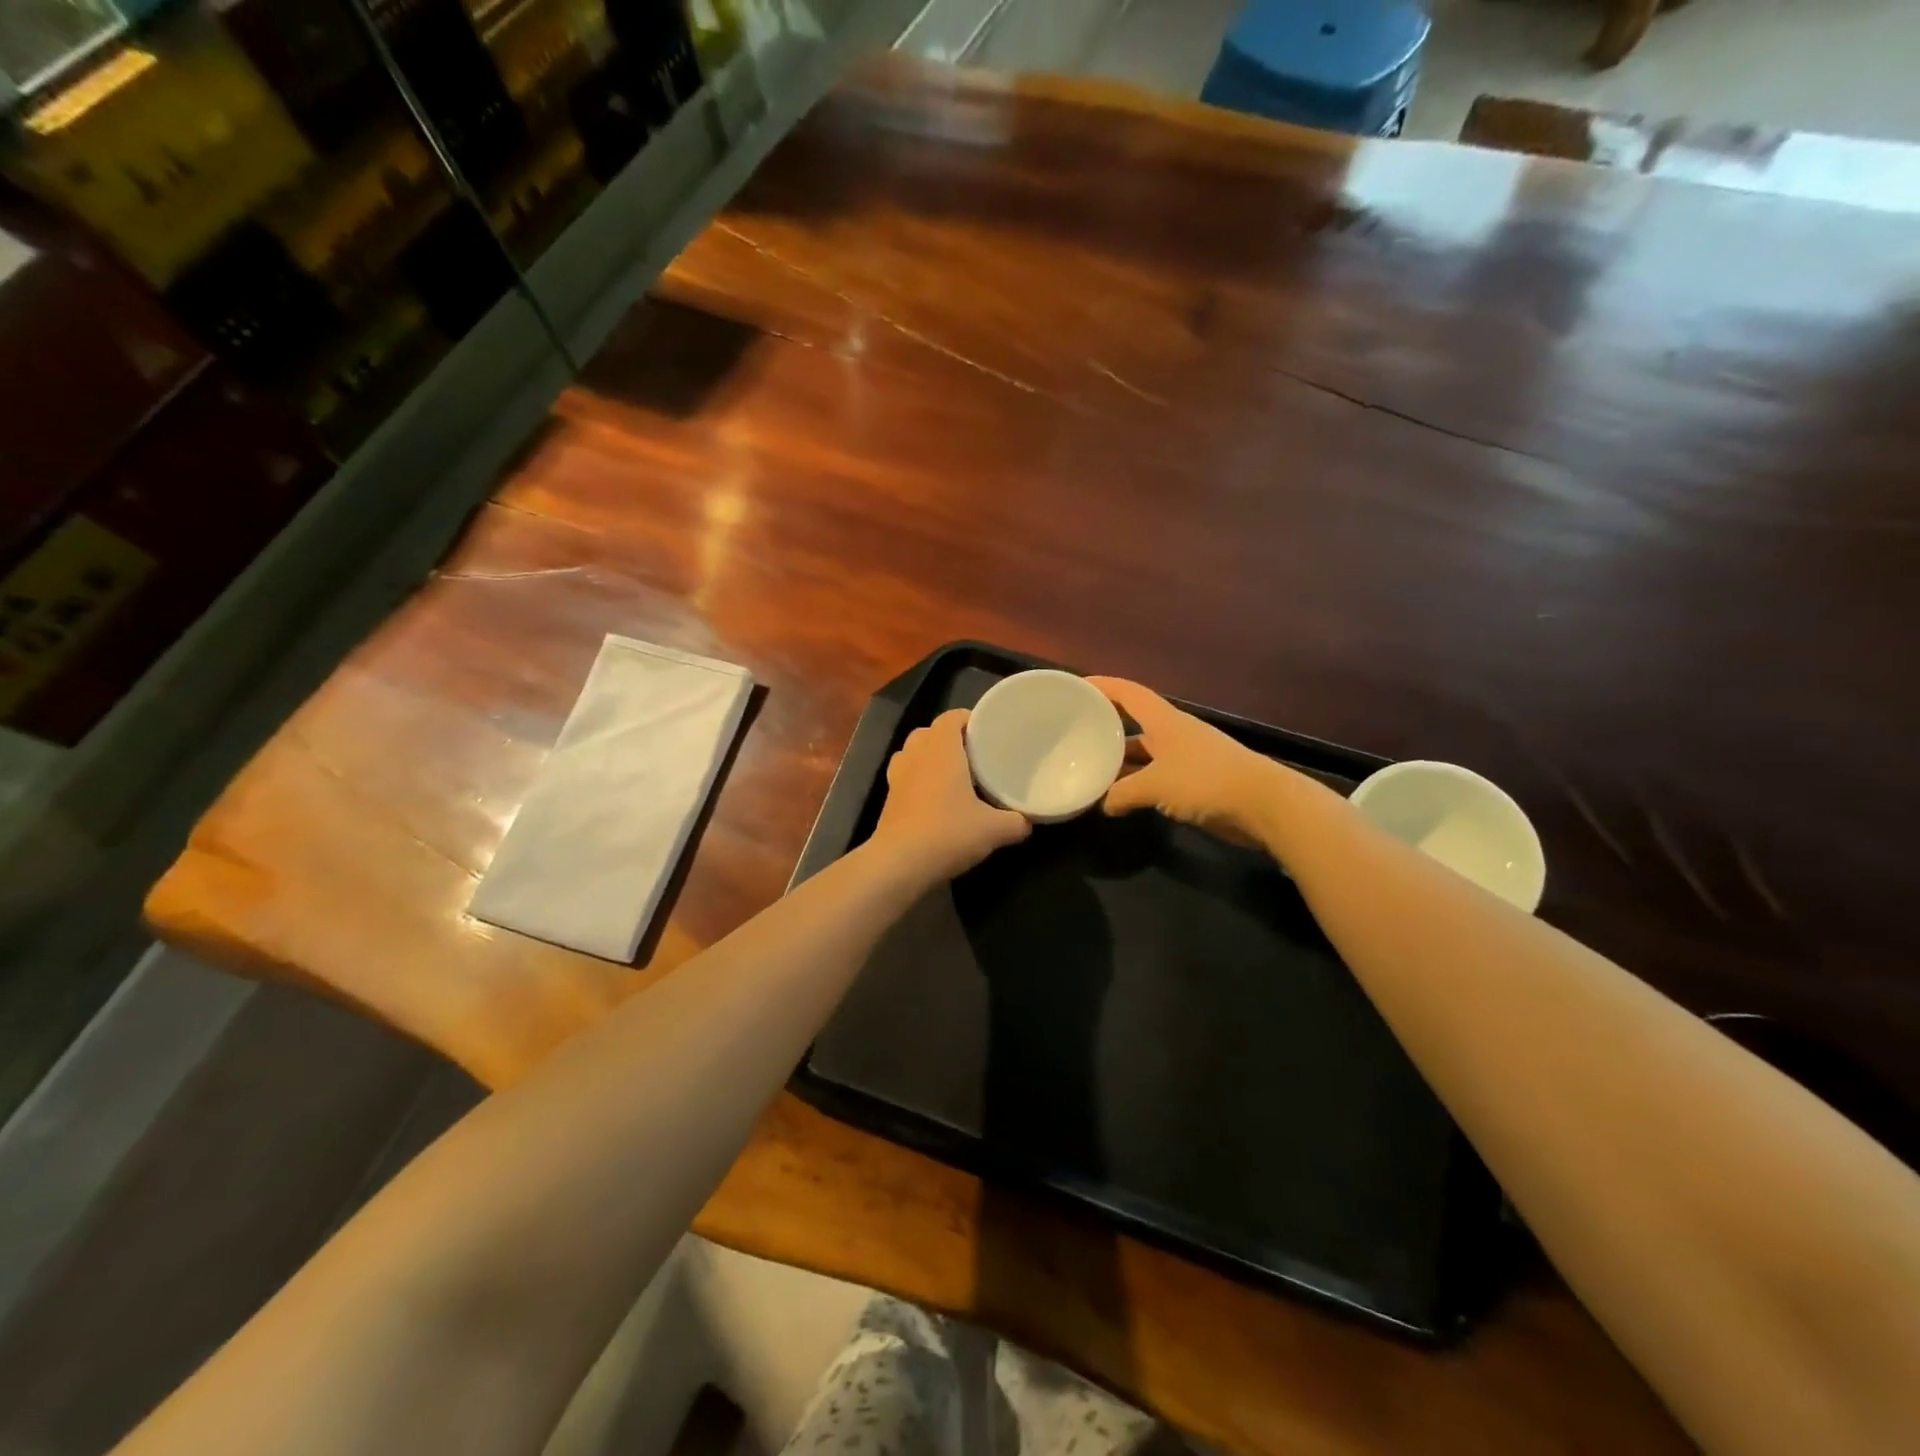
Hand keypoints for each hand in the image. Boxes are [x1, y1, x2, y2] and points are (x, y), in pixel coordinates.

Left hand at [869, 710, 1031, 884]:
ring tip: (952, 775)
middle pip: (929, 732)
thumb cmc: (948, 833)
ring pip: (912, 753)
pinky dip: (918, 780)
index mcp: (940, 750)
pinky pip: (904, 778)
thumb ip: (1016, 822)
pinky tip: (935, 800)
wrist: (899, 864)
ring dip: (929, 757)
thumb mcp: (994, 830)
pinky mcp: (888, 800)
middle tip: (974, 756)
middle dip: (950, 739)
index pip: (951, 717)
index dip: (969, 719)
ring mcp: (897, 777)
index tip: (988, 732)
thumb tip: (1028, 822)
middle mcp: (915, 756)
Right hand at [1087, 677, 1277, 843]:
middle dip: (1105, 726)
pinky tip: (1119, 798)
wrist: (1263, 805)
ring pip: (1143, 753)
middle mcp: (1173, 733)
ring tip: (1089, 768)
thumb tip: (1104, 804)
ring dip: (1120, 761)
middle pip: (1133, 722)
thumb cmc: (1206, 781)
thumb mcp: (1155, 786)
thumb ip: (1123, 793)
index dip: (1102, 686)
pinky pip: (1155, 776)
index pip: (1128, 693)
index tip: (1075, 687)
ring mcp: (1184, 757)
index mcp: (1164, 721)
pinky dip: (1136, 784)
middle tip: (1074, 733)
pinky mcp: (1193, 781)